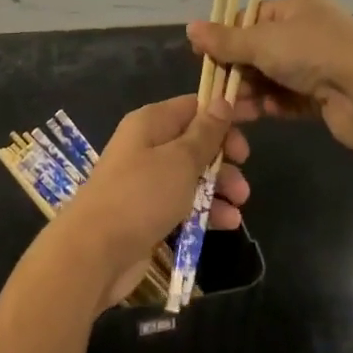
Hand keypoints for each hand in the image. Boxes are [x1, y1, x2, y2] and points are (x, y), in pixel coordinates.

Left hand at [51, 94, 250, 305]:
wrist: (94, 251)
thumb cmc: (140, 196)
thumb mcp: (180, 160)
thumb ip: (205, 133)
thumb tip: (221, 100)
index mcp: (151, 123)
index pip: (194, 105)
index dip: (225, 110)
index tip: (258, 119)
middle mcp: (147, 145)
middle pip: (195, 141)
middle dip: (223, 155)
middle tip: (244, 169)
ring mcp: (146, 180)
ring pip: (192, 174)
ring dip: (219, 185)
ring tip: (240, 203)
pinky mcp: (148, 212)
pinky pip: (184, 202)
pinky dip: (205, 209)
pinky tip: (227, 223)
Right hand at [188, 0, 352, 157]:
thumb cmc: (314, 53)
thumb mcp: (262, 41)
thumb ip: (226, 40)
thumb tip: (190, 28)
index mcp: (299, 8)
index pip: (252, 16)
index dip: (227, 35)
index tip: (205, 56)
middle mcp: (310, 32)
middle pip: (260, 49)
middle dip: (237, 69)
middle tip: (216, 89)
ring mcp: (319, 65)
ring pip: (272, 76)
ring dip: (250, 90)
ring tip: (231, 109)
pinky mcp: (325, 96)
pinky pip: (288, 98)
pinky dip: (271, 105)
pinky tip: (255, 115)